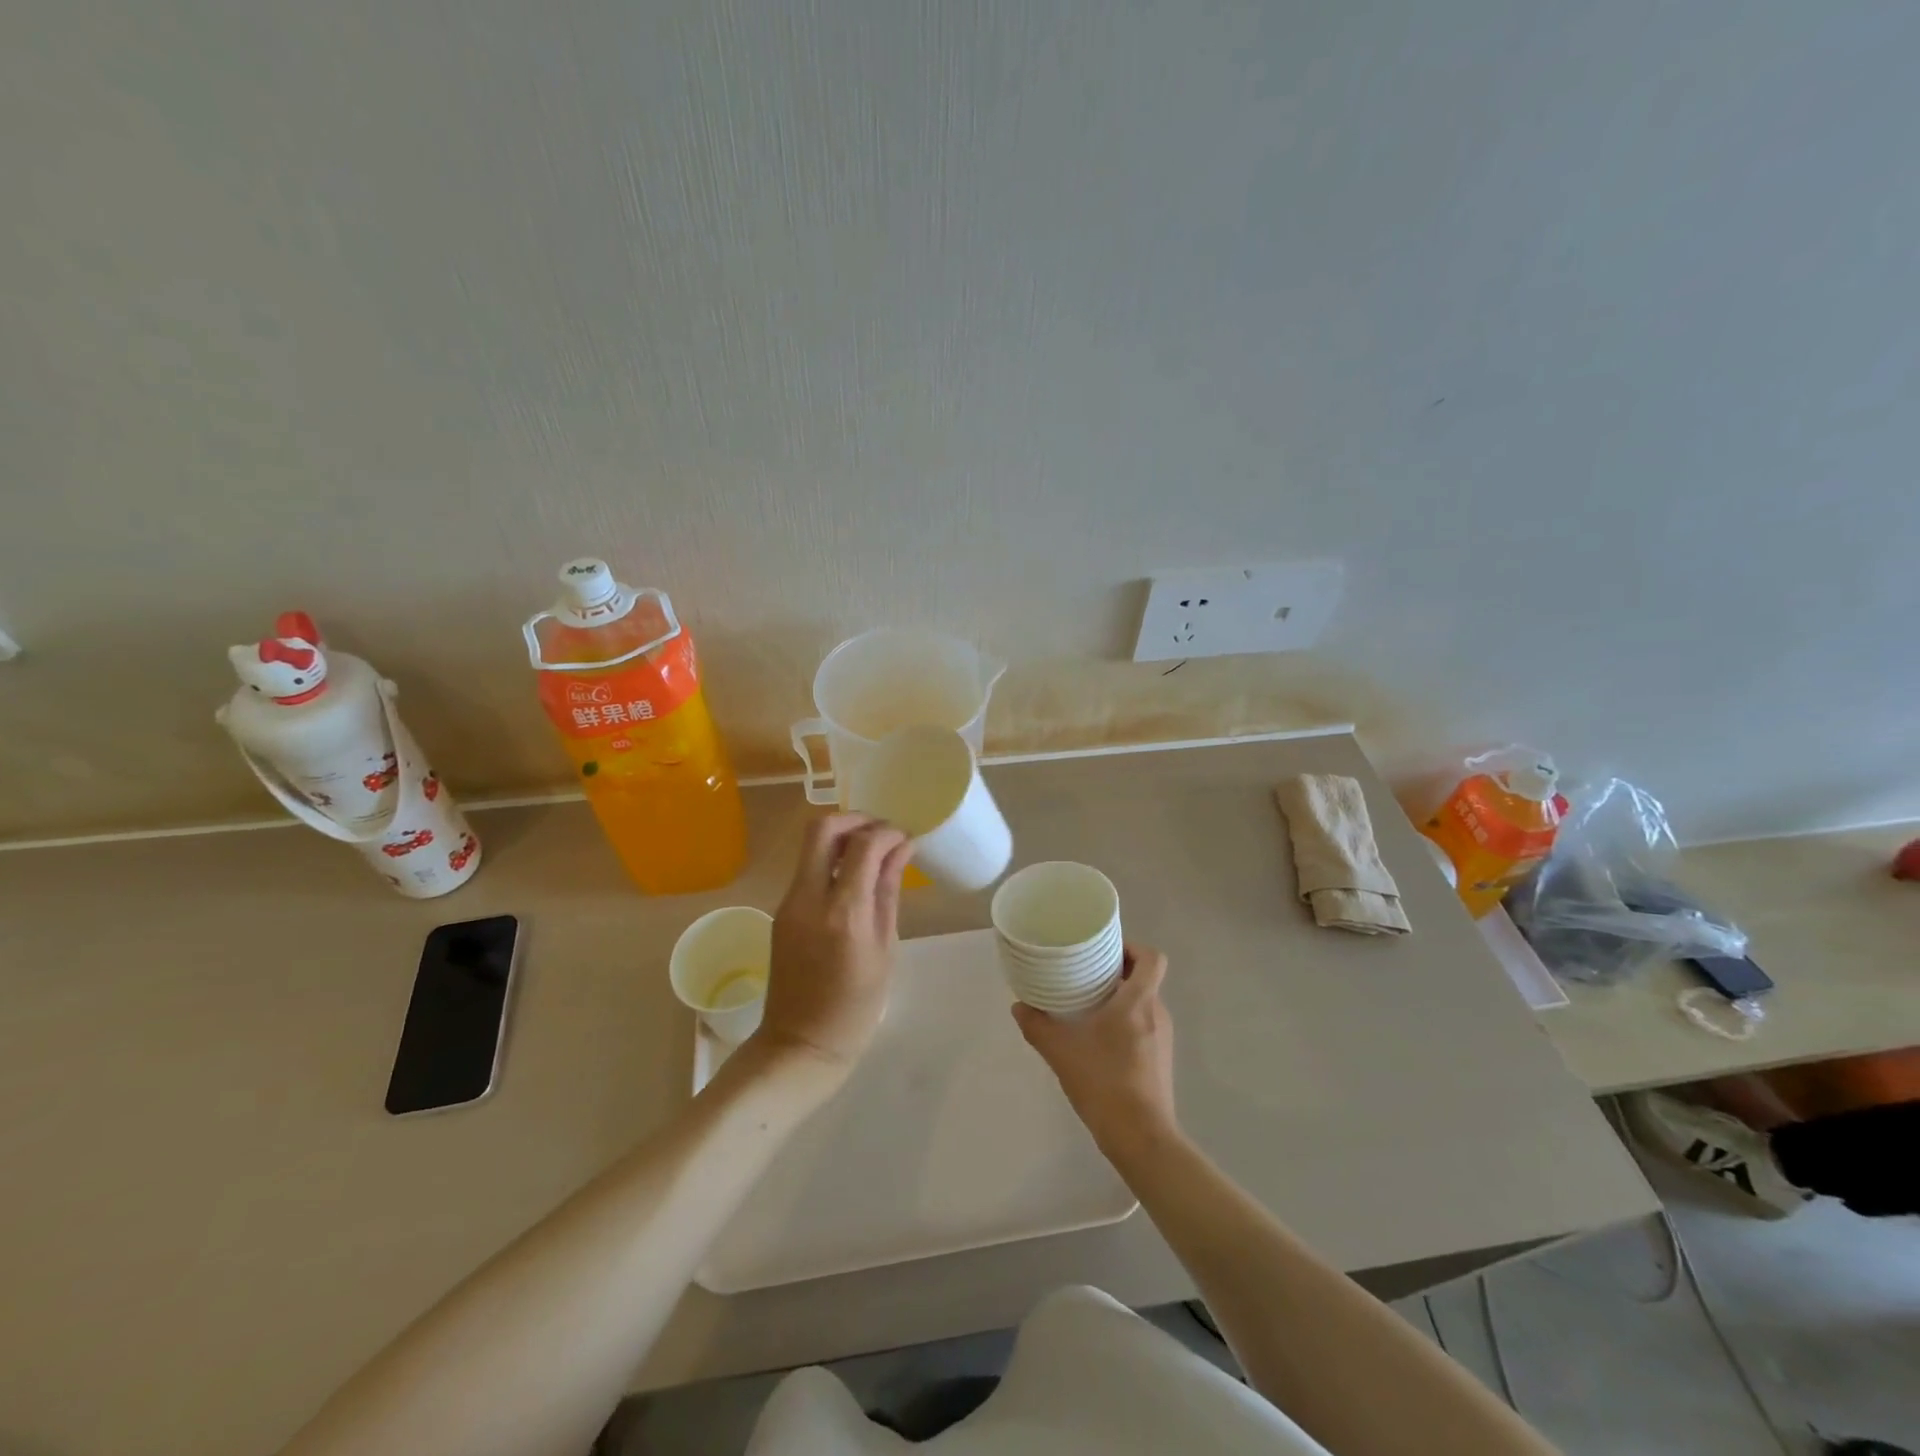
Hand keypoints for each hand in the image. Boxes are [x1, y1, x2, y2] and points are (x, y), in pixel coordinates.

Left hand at [754, 814, 913, 1073]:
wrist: (800, 1045)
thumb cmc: (856, 1008)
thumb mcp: (885, 949)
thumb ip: (888, 891)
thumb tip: (901, 848)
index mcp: (843, 914)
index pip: (862, 845)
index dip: (887, 832)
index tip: (905, 839)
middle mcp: (808, 899)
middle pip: (822, 828)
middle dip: (855, 819)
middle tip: (882, 833)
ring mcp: (788, 903)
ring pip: (811, 846)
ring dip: (843, 838)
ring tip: (873, 855)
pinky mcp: (781, 911)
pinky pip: (807, 870)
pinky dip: (832, 861)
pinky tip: (854, 879)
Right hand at [1013, 944, 1177, 1155]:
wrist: (1142, 1139)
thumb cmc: (1104, 1083)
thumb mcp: (1061, 1052)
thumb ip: (1037, 1026)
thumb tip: (1019, 1007)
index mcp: (1139, 1001)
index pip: (1151, 958)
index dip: (1131, 947)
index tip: (1104, 950)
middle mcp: (1157, 1013)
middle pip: (1145, 978)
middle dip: (1118, 972)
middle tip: (1086, 974)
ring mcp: (1163, 1039)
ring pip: (1145, 1003)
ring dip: (1121, 998)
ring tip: (1089, 1005)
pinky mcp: (1161, 1060)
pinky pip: (1145, 1026)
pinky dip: (1126, 1022)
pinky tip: (1100, 1039)